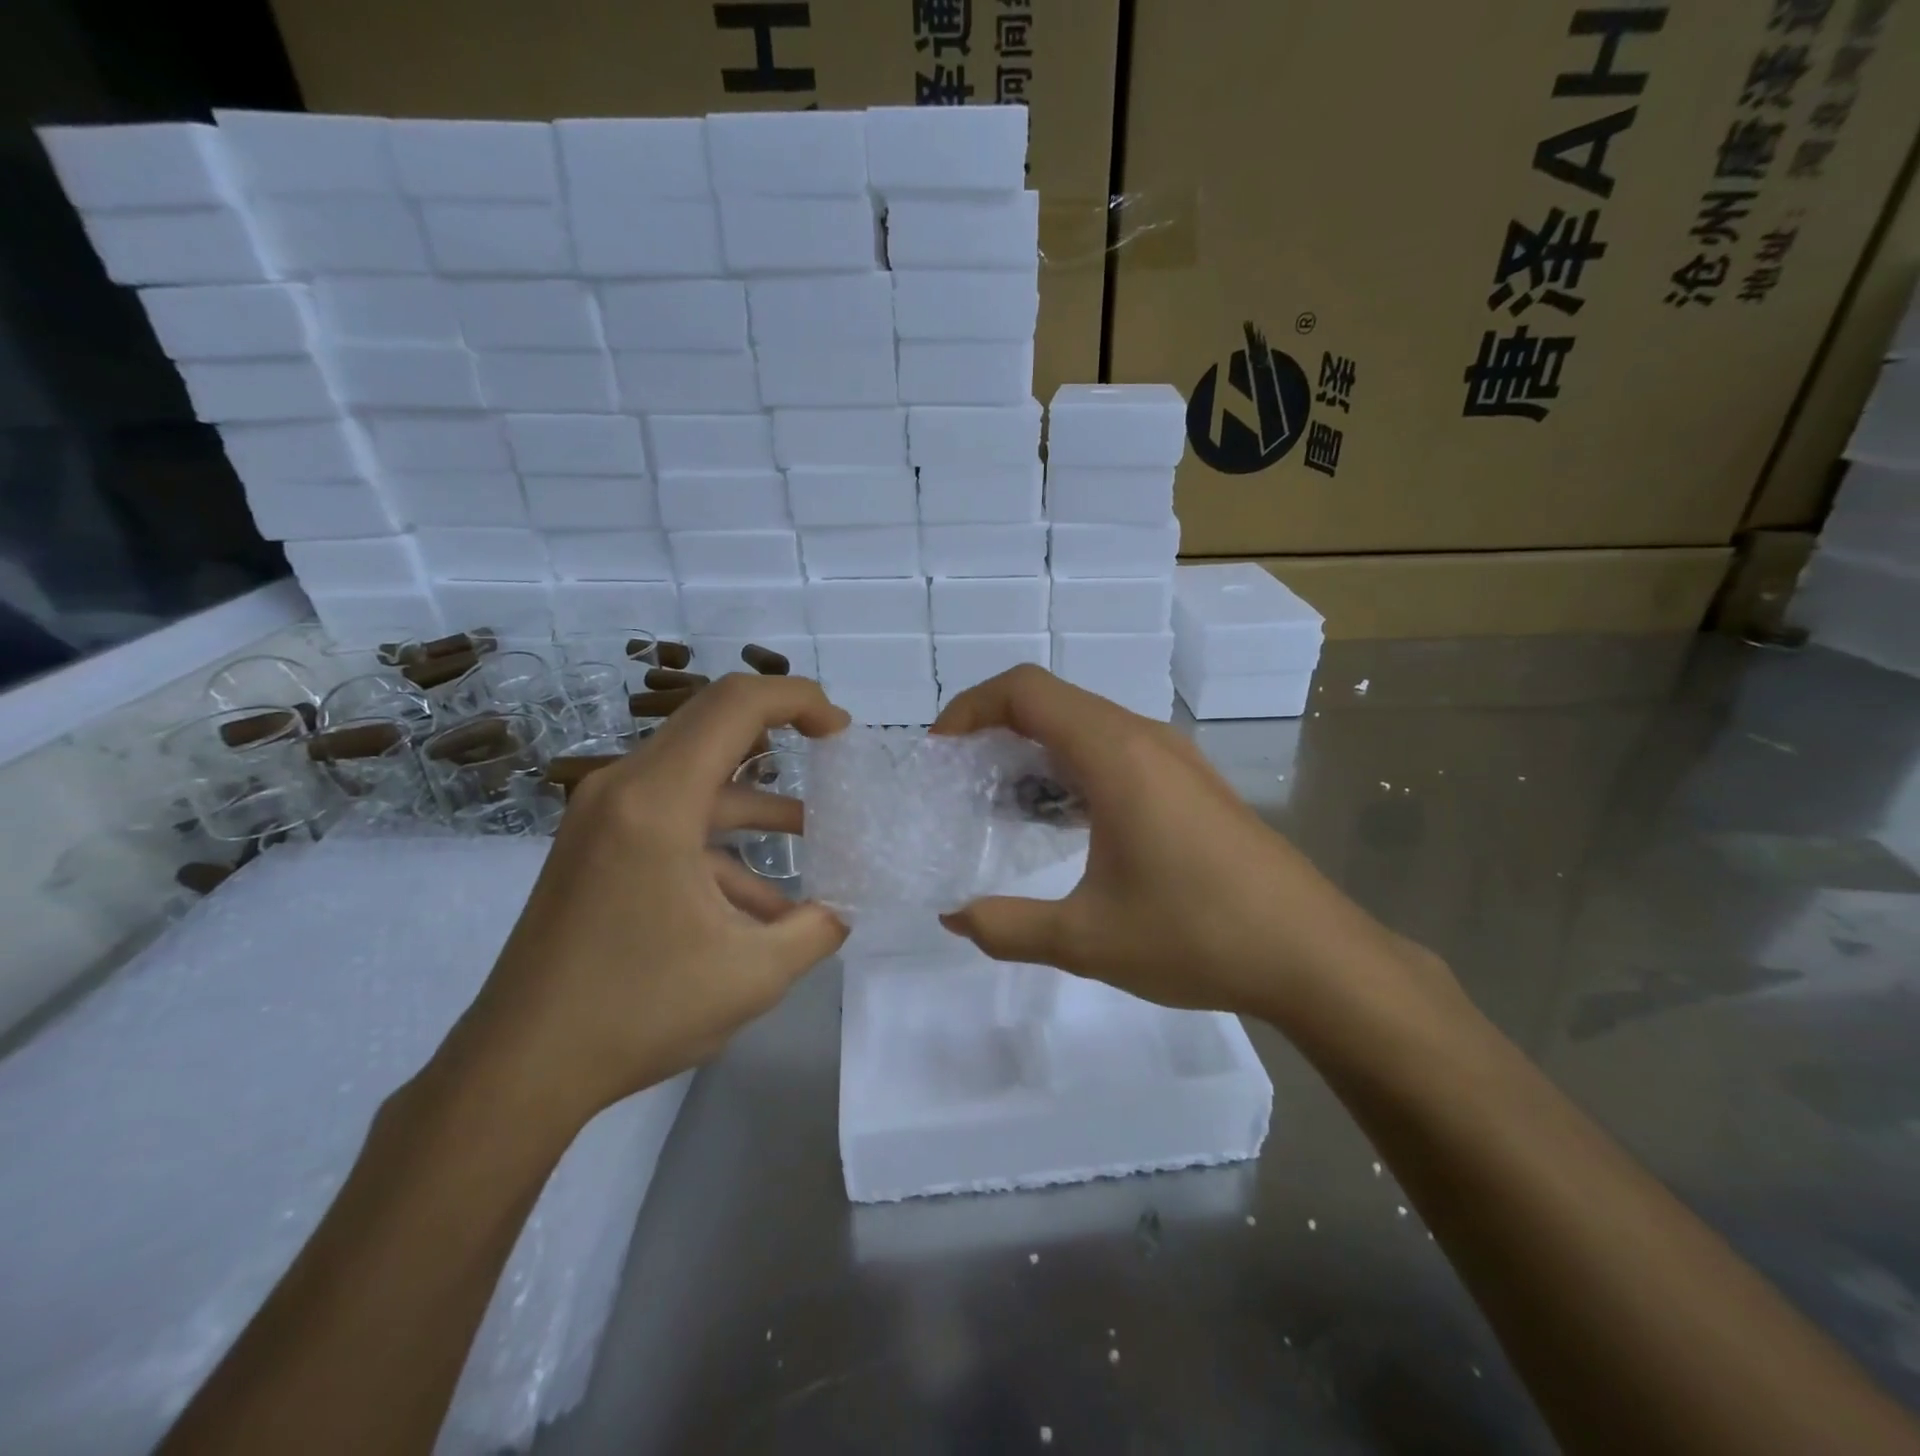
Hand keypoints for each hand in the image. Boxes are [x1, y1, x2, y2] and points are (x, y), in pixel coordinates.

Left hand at [451, 675, 850, 1122]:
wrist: (518, 1070)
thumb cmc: (637, 1012)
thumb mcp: (754, 974)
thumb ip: (818, 929)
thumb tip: (846, 908)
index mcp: (657, 801)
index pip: (737, 705)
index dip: (800, 700)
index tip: (842, 732)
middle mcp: (623, 789)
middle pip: (714, 725)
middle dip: (782, 733)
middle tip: (833, 757)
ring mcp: (602, 817)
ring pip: (697, 779)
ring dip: (756, 803)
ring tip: (814, 840)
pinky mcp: (595, 847)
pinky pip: (671, 821)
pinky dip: (720, 844)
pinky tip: (760, 902)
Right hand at [933, 666, 1435, 1020]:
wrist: (1315, 955)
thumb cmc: (1198, 936)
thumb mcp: (1087, 939)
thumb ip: (1007, 927)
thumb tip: (953, 918)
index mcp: (1115, 755)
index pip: (1026, 690)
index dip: (971, 707)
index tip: (941, 751)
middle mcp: (1145, 738)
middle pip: (1053, 700)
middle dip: (996, 728)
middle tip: (962, 780)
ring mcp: (1175, 757)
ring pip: (1087, 723)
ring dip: (1038, 748)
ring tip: (1006, 803)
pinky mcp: (1192, 781)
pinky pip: (1117, 748)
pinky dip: (1074, 765)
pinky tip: (1070, 823)